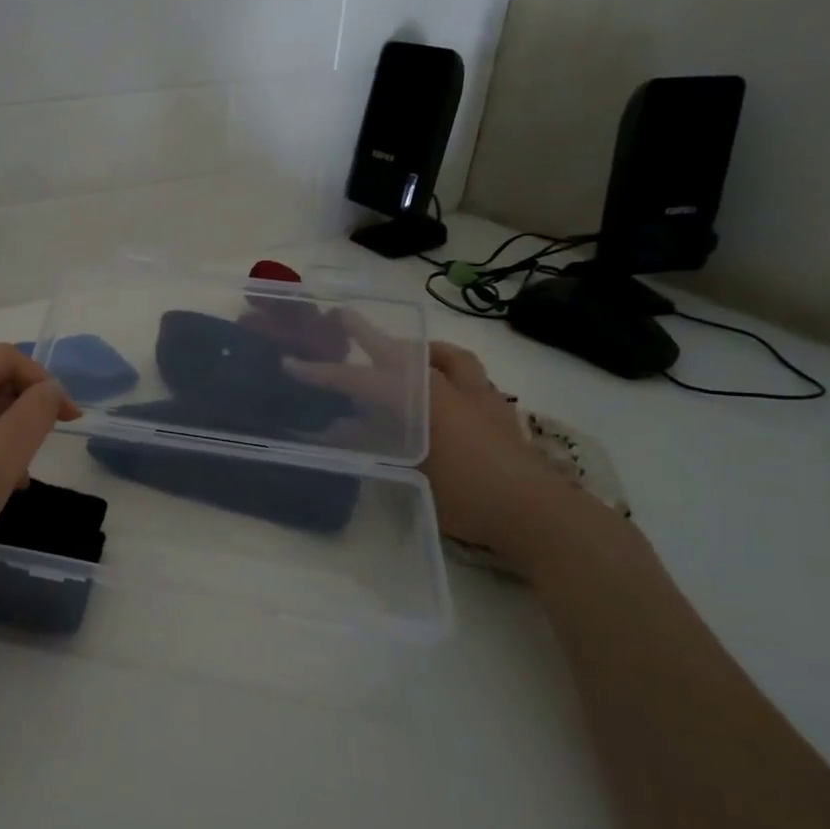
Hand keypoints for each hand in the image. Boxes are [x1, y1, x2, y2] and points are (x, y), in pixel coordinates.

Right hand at [288, 322, 575, 570]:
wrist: (537, 511)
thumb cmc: (467, 494)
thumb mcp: (409, 471)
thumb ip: (371, 444)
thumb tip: (335, 427)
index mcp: (423, 398)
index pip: (362, 379)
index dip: (325, 373)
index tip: (292, 364)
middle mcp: (448, 385)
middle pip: (401, 351)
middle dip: (367, 334)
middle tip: (342, 317)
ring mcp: (477, 394)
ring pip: (443, 356)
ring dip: (418, 350)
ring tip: (402, 352)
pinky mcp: (496, 410)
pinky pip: (466, 374)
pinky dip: (446, 370)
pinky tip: (442, 387)